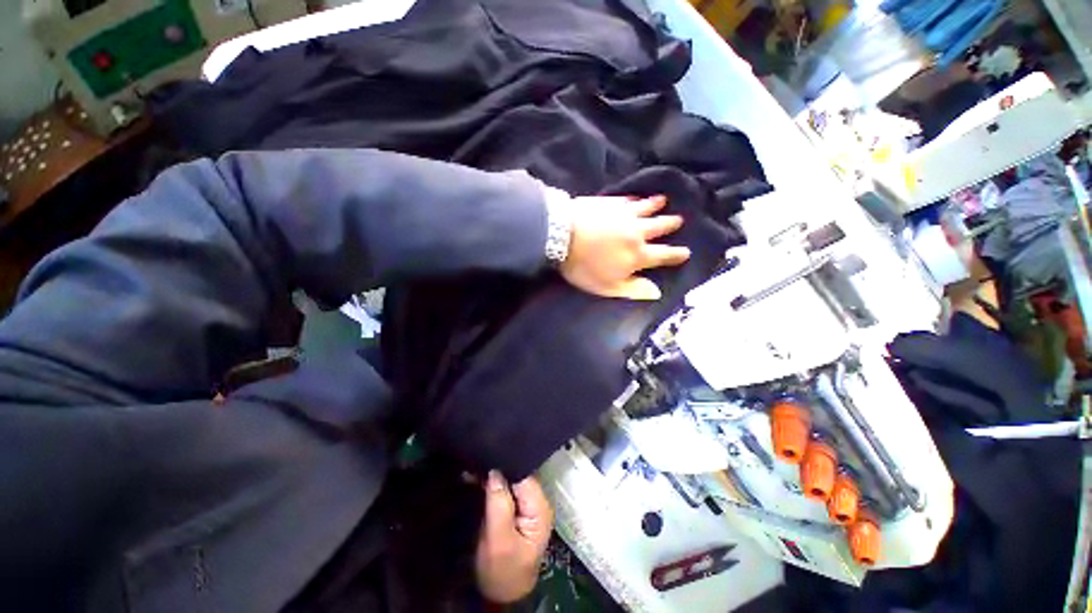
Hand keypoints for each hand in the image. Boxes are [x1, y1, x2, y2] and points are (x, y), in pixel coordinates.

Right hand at [475, 471, 553, 602]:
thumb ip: (499, 505)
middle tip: (476, 465)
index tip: (485, 462)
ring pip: (511, 480)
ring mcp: (528, 504)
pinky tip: (478, 478)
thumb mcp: (499, 541)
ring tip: (474, 469)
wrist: (502, 594)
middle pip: (519, 475)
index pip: (524, 476)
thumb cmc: (502, 571)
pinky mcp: (517, 508)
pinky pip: (505, 488)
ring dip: (493, 476)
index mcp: (540, 509)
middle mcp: (537, 502)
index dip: (505, 467)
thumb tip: (495, 472)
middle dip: (498, 469)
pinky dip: (492, 484)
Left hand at [561, 195, 690, 300]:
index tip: (686, 252)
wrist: (563, 235)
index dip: (676, 255)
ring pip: (646, 208)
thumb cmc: (584, 266)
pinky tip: (636, 197)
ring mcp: (624, 214)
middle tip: (679, 220)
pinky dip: (635, 198)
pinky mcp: (610, 202)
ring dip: (656, 205)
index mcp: (638, 255)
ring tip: (663, 200)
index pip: (663, 255)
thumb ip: (632, 289)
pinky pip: (627, 199)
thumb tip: (657, 292)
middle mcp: (637, 232)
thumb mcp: (607, 287)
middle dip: (670, 224)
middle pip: (659, 227)